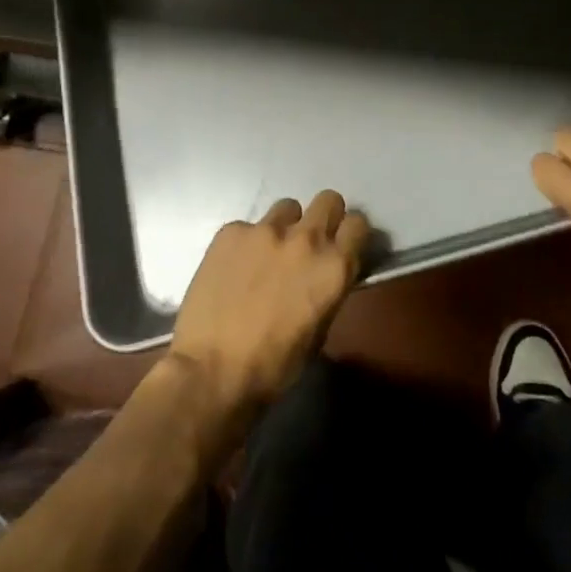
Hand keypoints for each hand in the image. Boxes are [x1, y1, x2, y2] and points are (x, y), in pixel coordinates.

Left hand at [169, 191, 370, 424]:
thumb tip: (325, 274)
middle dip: (324, 217)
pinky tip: (234, 270)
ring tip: (267, 254)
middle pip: (328, 200)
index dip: (350, 233)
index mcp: (334, 266)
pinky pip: (248, 226)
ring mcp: (266, 230)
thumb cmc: (274, 365)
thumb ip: (328, 289)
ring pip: (287, 207)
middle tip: (309, 242)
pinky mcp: (231, 231)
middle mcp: (306, 238)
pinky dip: (246, 243)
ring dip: (285, 226)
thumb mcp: (319, 330)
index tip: (342, 244)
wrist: (212, 371)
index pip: (358, 223)